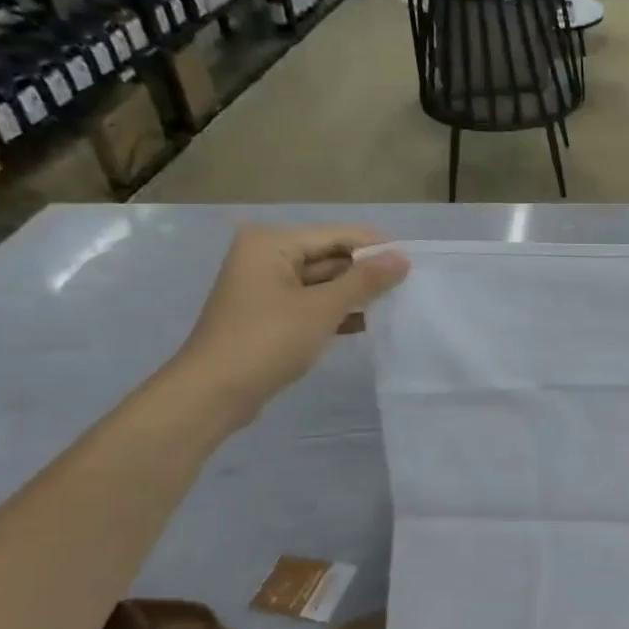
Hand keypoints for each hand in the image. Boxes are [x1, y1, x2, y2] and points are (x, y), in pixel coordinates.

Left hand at [169, 224, 409, 425]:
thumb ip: (365, 280)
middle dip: (367, 271)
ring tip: (396, 303)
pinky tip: (369, 321)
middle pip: (331, 255)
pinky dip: (338, 310)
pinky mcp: (271, 313)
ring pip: (324, 280)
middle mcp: (267, 256)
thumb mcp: (322, 308)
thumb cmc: (267, 341)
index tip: (415, 265)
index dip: (377, 248)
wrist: (213, 394)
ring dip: (356, 293)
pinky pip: (313, 301)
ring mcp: (267, 286)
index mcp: (272, 242)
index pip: (338, 234)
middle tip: (410, 287)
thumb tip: (402, 257)